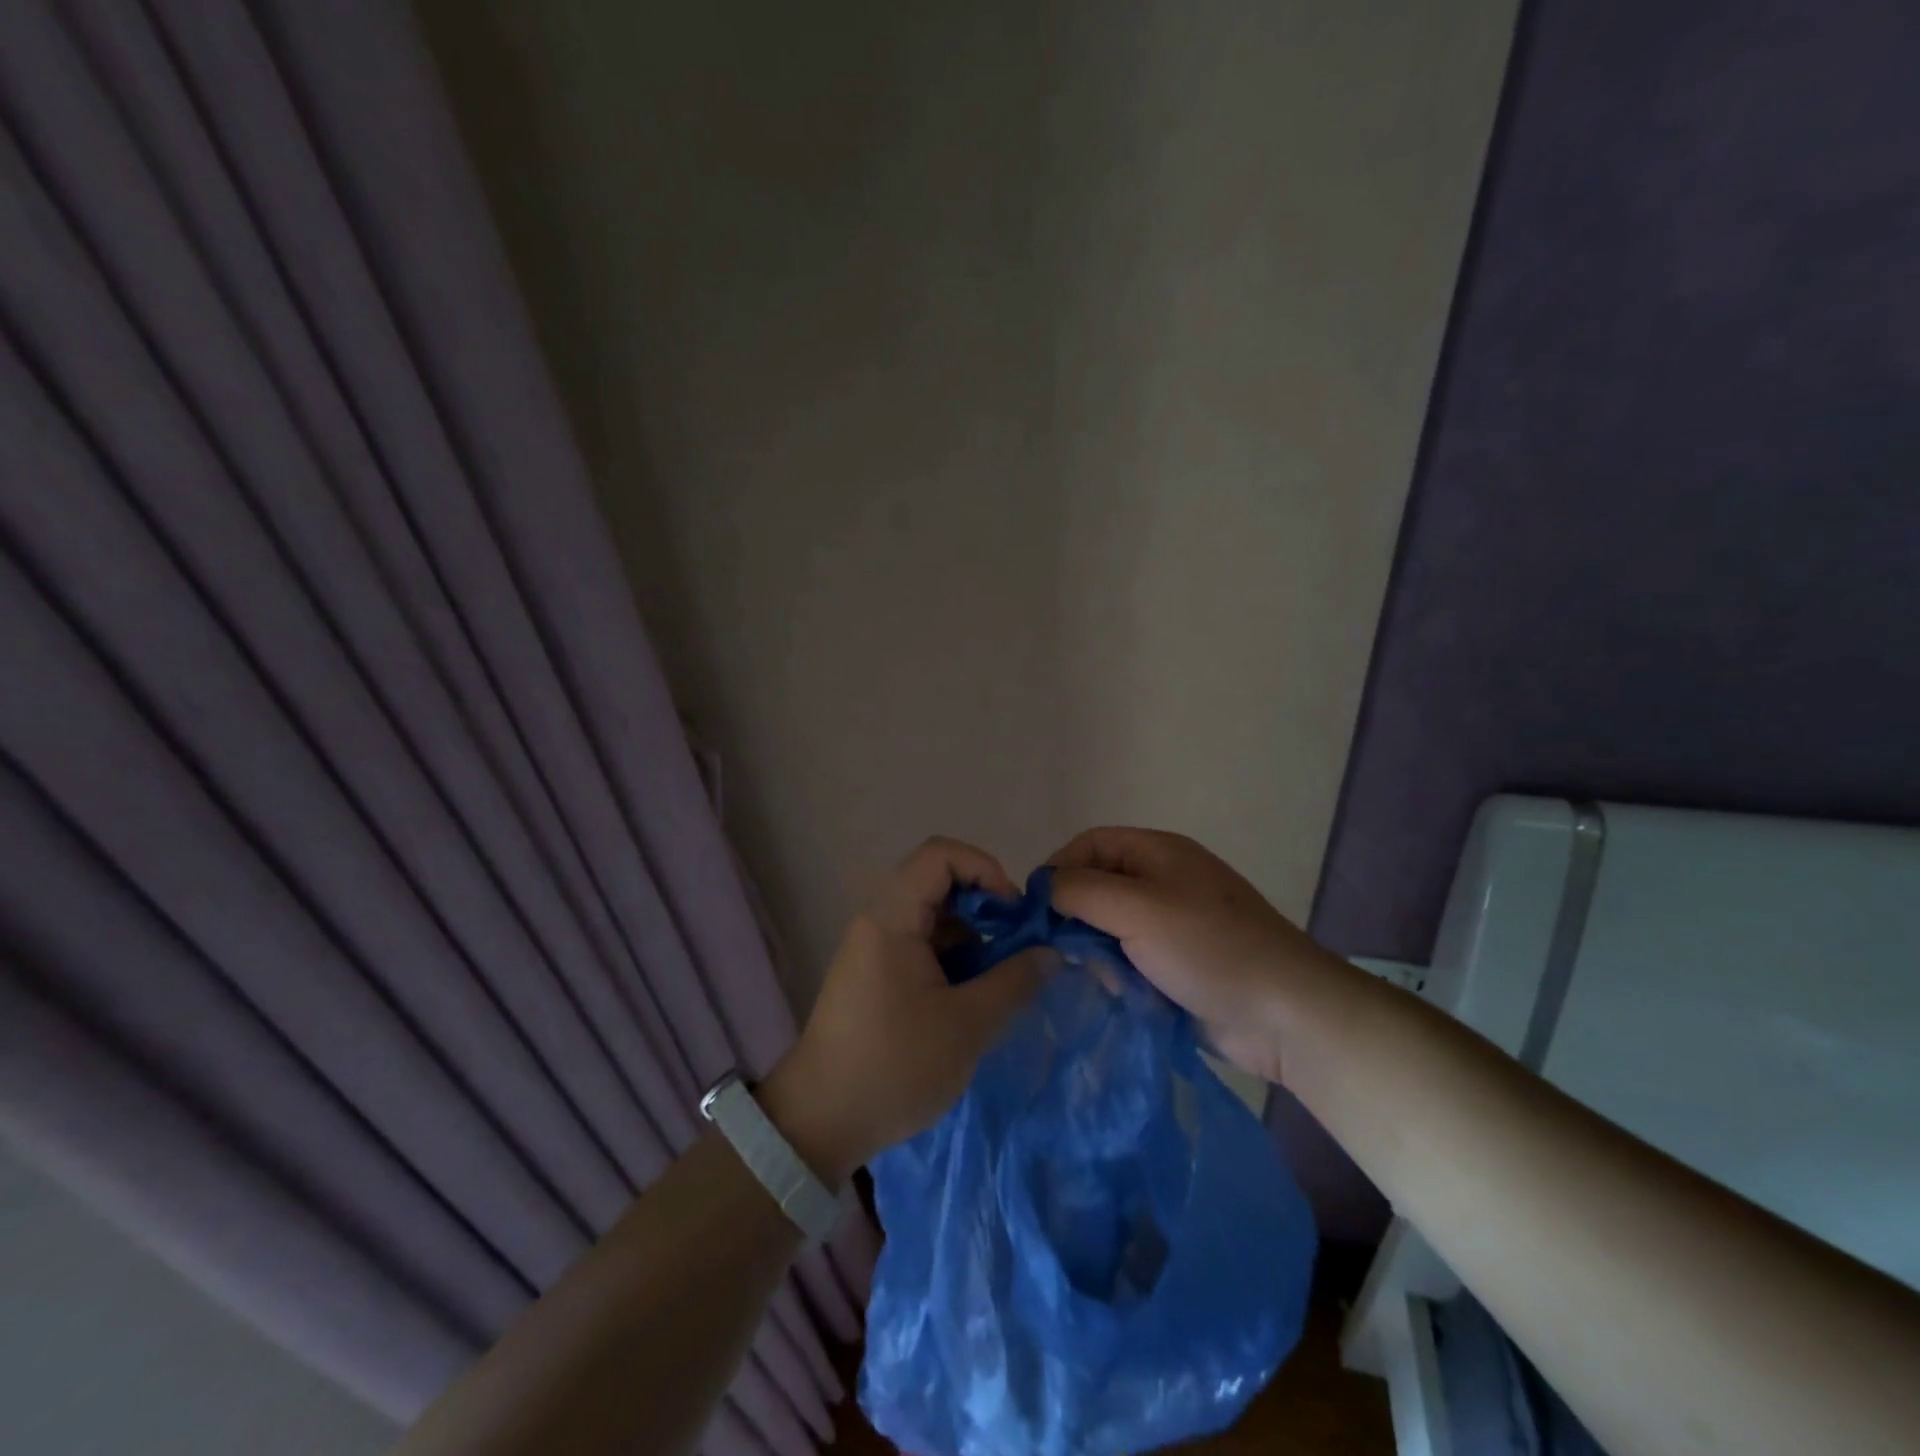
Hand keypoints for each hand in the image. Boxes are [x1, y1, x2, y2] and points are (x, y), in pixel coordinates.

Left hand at [759, 838, 1045, 1182]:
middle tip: (1016, 948)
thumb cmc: (893, 1067)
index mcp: (892, 917)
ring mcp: (875, 948)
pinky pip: (922, 945)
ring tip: (1000, 980)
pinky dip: (954, 959)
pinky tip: (973, 998)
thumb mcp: (966, 1026)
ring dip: (972, 938)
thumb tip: (1050, 953)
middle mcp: (880, 920)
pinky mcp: (877, 974)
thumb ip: (1014, 981)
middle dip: (985, 908)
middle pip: (939, 883)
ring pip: (933, 917)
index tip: (1012, 915)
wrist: (820, 1122)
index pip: (941, 855)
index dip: (985, 870)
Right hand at [1048, 827, 1345, 1083]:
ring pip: (1109, 929)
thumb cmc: (1207, 947)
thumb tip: (1043, 889)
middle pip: (1097, 887)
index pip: (1089, 844)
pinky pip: (1129, 961)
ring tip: (1100, 978)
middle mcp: (1162, 882)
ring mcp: (1171, 926)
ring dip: (1096, 952)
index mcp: (1158, 853)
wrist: (1283, 1013)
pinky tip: (1120, 995)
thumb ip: (1080, 891)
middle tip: (1060, 950)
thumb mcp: (1137, 908)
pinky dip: (1118, 976)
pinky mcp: (1176, 966)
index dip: (1058, 869)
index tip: (1034, 909)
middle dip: (1075, 917)